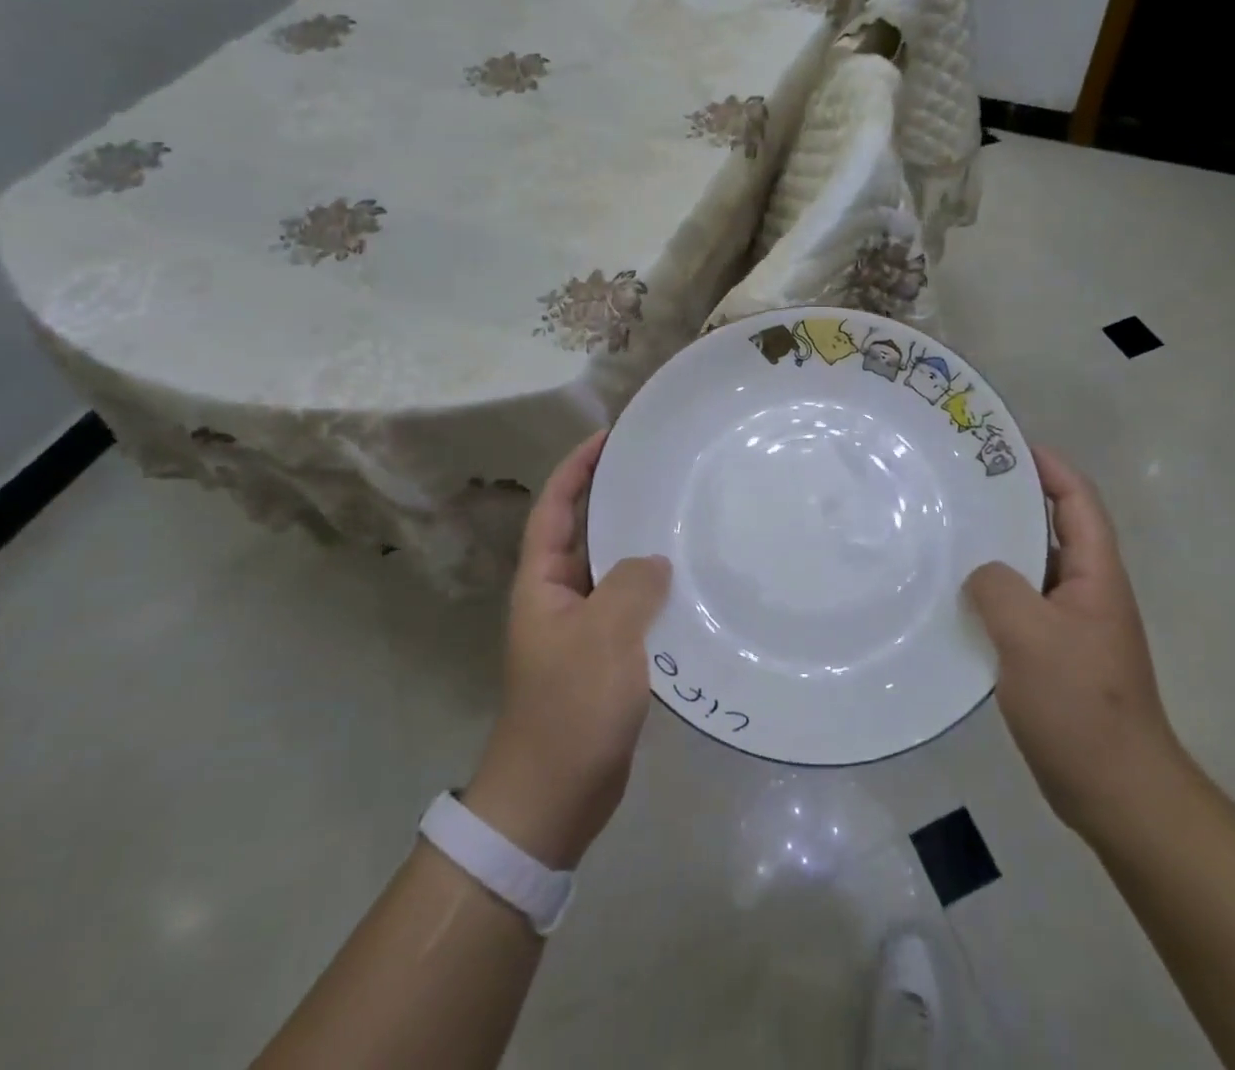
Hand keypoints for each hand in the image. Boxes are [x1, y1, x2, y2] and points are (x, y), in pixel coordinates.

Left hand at [464, 431, 669, 869]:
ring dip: (641, 545)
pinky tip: (692, 583)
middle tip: (661, 472)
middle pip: (586, 532)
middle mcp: (559, 596)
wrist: (554, 798)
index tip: (610, 436)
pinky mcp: (607, 657)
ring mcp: (583, 629)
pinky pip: (633, 608)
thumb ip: (631, 586)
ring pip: (614, 570)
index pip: (555, 507)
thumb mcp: (602, 637)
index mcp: (542, 582)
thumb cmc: (569, 709)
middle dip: (615, 499)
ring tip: (685, 517)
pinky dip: (656, 590)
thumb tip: (655, 561)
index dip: (576, 468)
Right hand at [964, 446, 1186, 842]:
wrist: (1116, 791)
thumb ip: (999, 588)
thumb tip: (980, 572)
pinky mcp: (1052, 655)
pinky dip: (990, 593)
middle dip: (1012, 502)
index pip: (1078, 501)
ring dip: (997, 549)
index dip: (1050, 467)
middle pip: (1052, 529)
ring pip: (1030, 569)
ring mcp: (1070, 625)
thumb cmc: (1080, 705)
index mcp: (1096, 576)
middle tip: (961, 484)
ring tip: (948, 532)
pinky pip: (1018, 606)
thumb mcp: (1031, 636)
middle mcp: (1086, 592)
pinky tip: (954, 597)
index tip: (1008, 446)